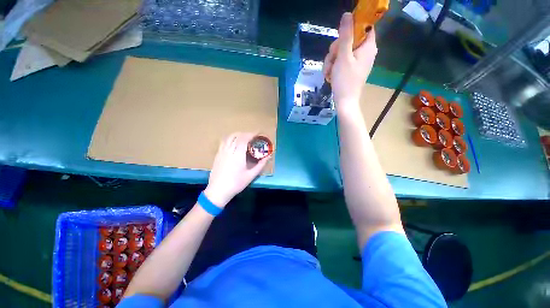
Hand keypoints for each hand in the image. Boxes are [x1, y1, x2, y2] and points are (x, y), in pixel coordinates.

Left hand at [204, 132, 270, 206]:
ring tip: (244, 137)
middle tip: (252, 136)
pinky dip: (230, 139)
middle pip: (236, 136)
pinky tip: (234, 143)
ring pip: (229, 137)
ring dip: (237, 135)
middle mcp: (229, 151)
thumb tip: (268, 157)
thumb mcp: (251, 176)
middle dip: (246, 133)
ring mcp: (221, 152)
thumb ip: (260, 165)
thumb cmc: (236, 184)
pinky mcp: (217, 155)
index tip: (258, 132)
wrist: (218, 191)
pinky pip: (224, 142)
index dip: (252, 134)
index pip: (244, 139)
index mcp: (238, 155)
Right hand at [323, 12, 377, 111]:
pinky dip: (333, 67)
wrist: (344, 102)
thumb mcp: (343, 57)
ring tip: (329, 72)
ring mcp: (357, 61)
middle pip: (349, 39)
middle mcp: (365, 52)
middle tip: (332, 60)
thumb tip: (347, 14)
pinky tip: (330, 75)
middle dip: (336, 50)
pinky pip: (340, 61)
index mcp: (368, 46)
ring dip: (331, 60)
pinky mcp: (350, 69)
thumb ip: (345, 36)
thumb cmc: (345, 81)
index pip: (364, 26)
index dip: (352, 27)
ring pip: (341, 51)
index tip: (341, 36)